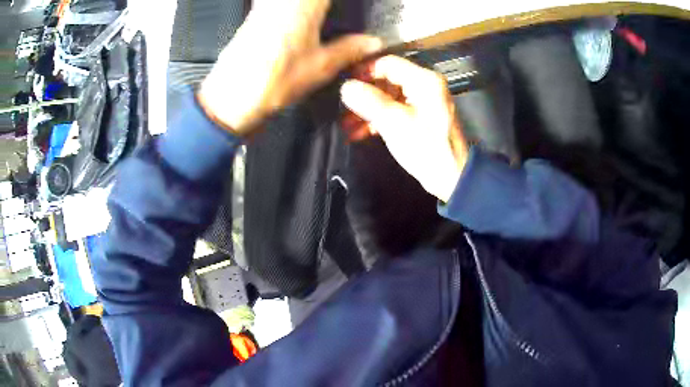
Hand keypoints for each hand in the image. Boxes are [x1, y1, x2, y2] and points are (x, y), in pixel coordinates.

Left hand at [198, 0, 381, 135]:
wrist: (230, 97)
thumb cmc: (271, 83)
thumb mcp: (320, 68)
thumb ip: (350, 50)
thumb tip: (372, 43)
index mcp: (304, 7)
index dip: (342, 3)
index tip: (347, 7)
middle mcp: (282, 1)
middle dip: (322, 5)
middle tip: (331, 12)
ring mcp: (264, 6)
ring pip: (293, 1)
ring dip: (308, 6)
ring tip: (319, 15)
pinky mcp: (253, 16)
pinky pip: (272, 3)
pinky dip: (292, 8)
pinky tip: (297, 18)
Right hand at [340, 55, 468, 202]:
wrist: (451, 177)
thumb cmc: (426, 147)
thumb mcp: (395, 122)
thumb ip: (369, 101)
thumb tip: (346, 87)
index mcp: (423, 80)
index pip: (388, 63)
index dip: (364, 71)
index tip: (345, 84)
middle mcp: (423, 86)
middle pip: (386, 80)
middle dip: (363, 94)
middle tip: (342, 107)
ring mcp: (420, 102)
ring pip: (387, 97)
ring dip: (366, 109)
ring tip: (345, 124)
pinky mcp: (417, 117)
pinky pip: (393, 111)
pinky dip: (377, 119)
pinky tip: (358, 132)